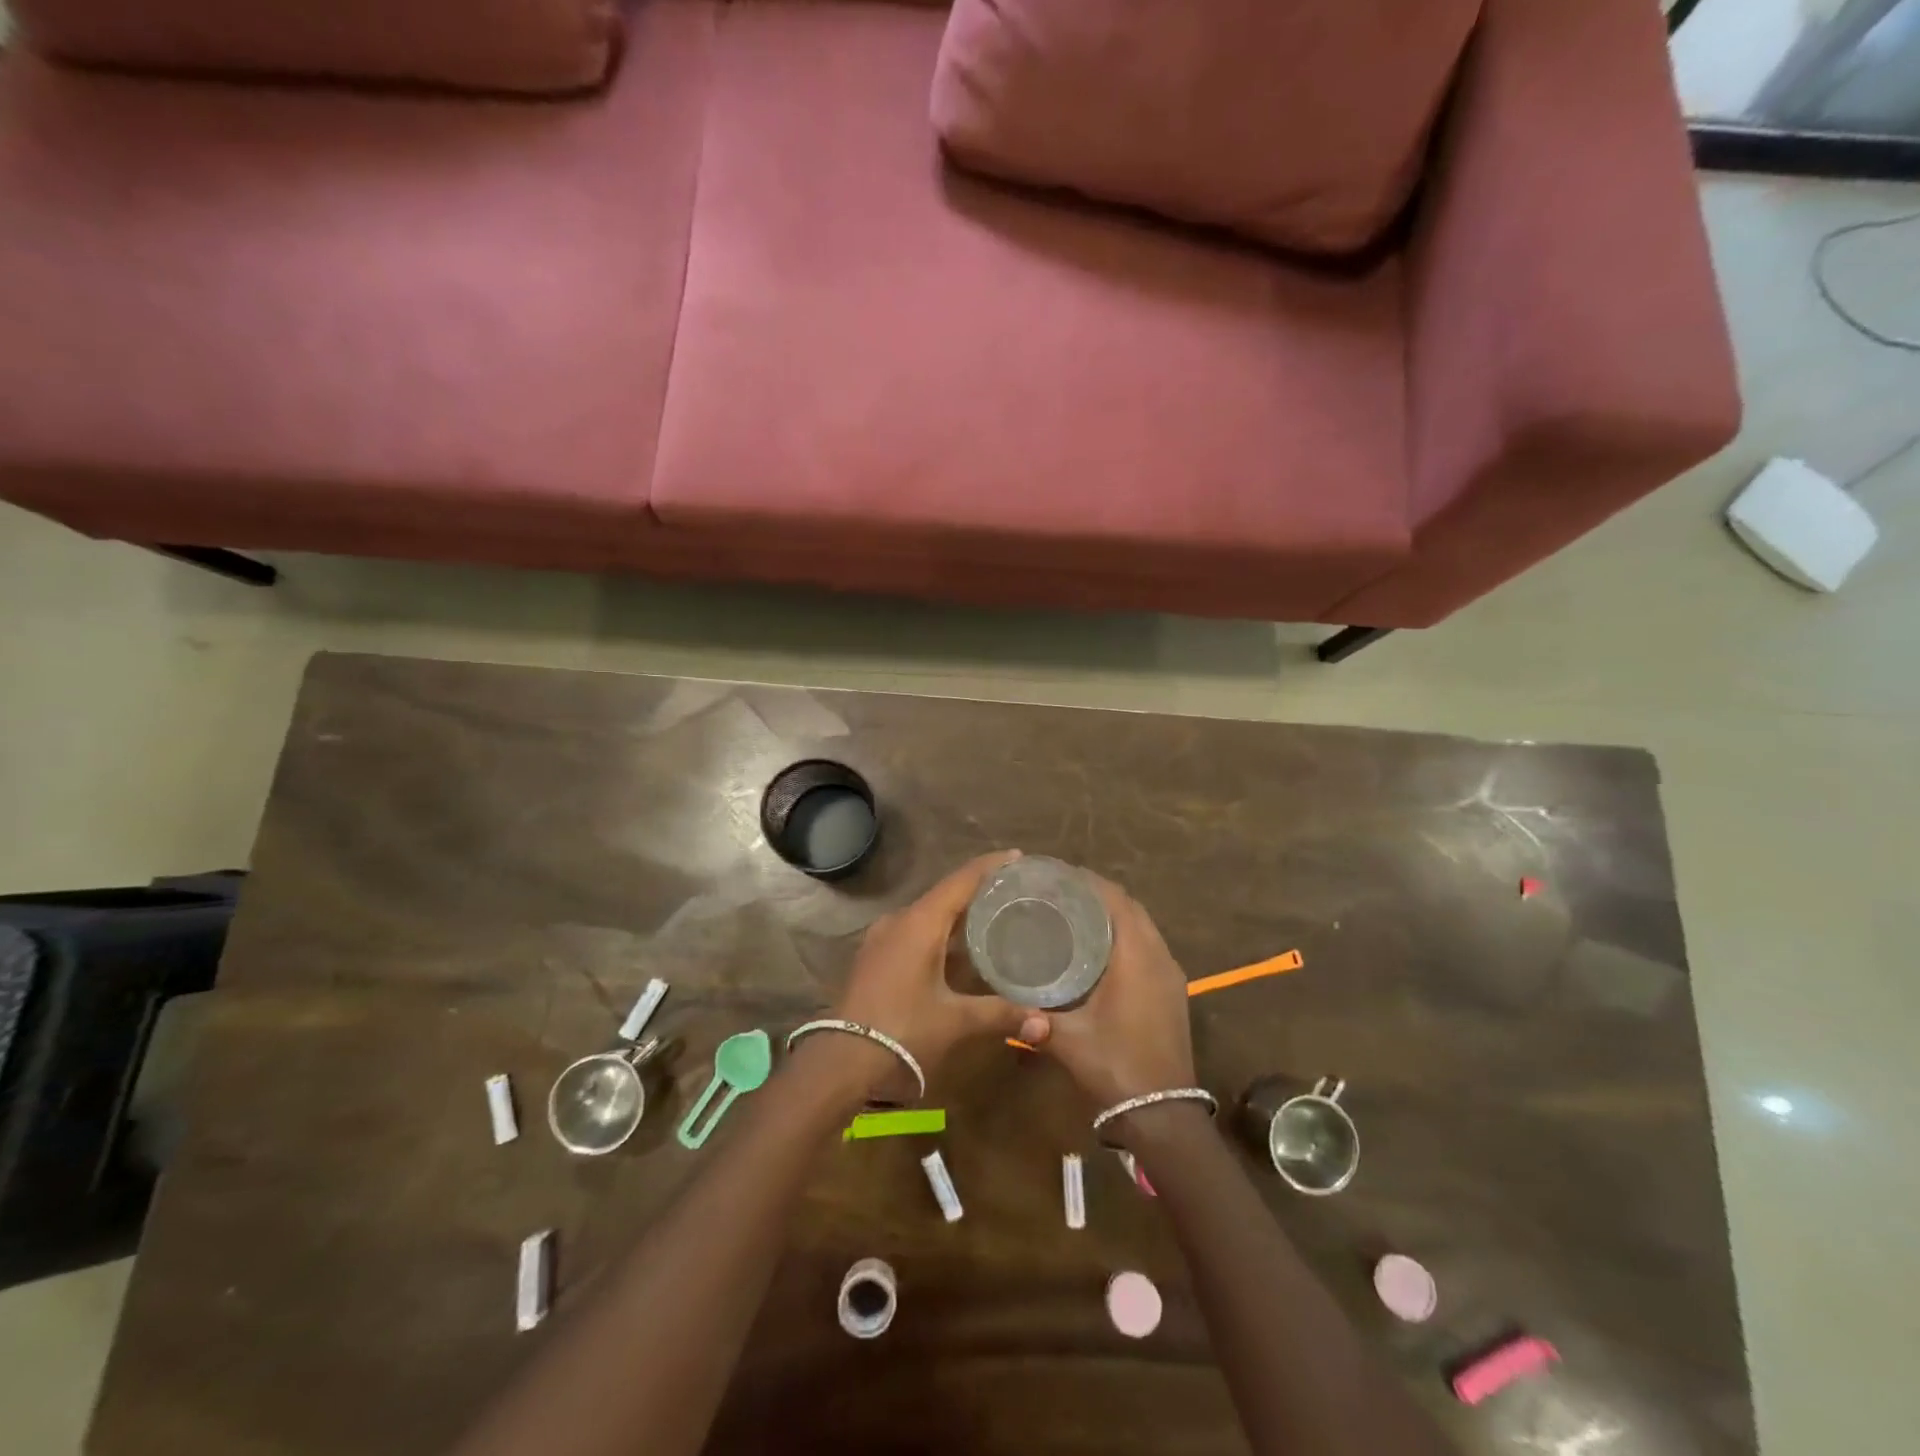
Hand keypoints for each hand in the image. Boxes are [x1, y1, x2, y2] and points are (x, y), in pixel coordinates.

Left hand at [832, 850, 1043, 1097]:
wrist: (841, 1061)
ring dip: (957, 911)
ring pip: (927, 913)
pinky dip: (940, 930)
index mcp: (920, 923)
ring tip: (991, 914)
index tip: (1018, 857)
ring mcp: (882, 937)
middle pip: (945, 893)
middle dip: (978, 888)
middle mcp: (900, 920)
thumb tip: (1044, 1021)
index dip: (990, 866)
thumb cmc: (903, 1031)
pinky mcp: (875, 956)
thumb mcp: (955, 1021)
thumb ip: (1000, 1014)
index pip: (961, 881)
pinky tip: (957, 947)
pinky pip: (914, 930)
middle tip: (1013, 889)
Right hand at [1022, 876, 1194, 1111]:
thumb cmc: (1116, 1066)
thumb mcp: (1069, 1040)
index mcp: (1136, 957)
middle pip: (1131, 908)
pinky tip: (1100, 949)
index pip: (1116, 901)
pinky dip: (1127, 935)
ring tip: (1076, 913)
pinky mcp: (1172, 991)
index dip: (1090, 882)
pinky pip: (1149, 946)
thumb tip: (1007, 1007)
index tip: (1059, 875)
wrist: (1163, 1113)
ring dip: (1115, 914)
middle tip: (1061, 893)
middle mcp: (1158, 957)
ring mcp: (1170, 975)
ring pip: (1143, 927)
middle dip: (1099, 894)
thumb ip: (1036, 1020)